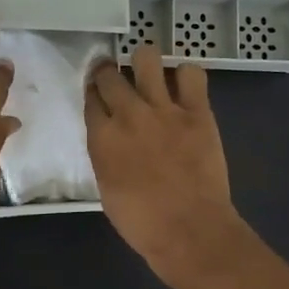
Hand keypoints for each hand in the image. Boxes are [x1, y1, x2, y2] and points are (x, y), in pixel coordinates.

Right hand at [85, 45, 245, 286]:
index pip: (90, 97)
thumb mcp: (107, 188)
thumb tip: (110, 138)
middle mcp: (128, 114)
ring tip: (148, 73)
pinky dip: (185, 75)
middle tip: (115, 77)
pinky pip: (191, 74)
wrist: (190, 230)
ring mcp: (165, 109)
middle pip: (110, 74)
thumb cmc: (142, 222)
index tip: (96, 92)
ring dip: (144, 62)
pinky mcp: (198, 111)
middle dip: (108, 72)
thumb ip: (105, 154)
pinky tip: (183, 86)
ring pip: (147, 58)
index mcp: (101, 137)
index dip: (92, 92)